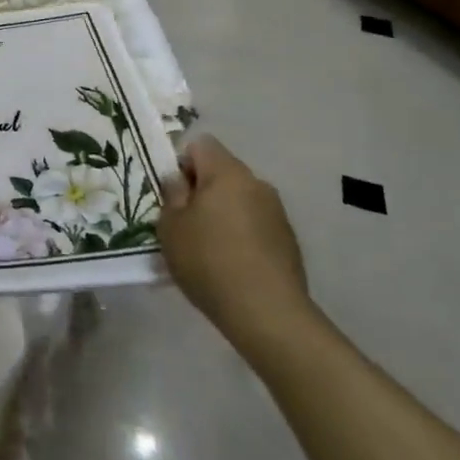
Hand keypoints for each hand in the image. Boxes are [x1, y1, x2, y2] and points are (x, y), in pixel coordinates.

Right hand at [159, 136, 311, 351]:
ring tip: (210, 250)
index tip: (174, 196)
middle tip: (186, 224)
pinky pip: (256, 223)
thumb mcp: (171, 227)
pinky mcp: (288, 240)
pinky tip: (233, 266)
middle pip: (222, 172)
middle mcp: (256, 182)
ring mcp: (276, 211)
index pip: (201, 145)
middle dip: (202, 190)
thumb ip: (171, 195)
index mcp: (227, 172)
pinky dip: (242, 235)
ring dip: (223, 213)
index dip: (182, 164)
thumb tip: (179, 180)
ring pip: (240, 198)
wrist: (269, 315)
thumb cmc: (210, 262)